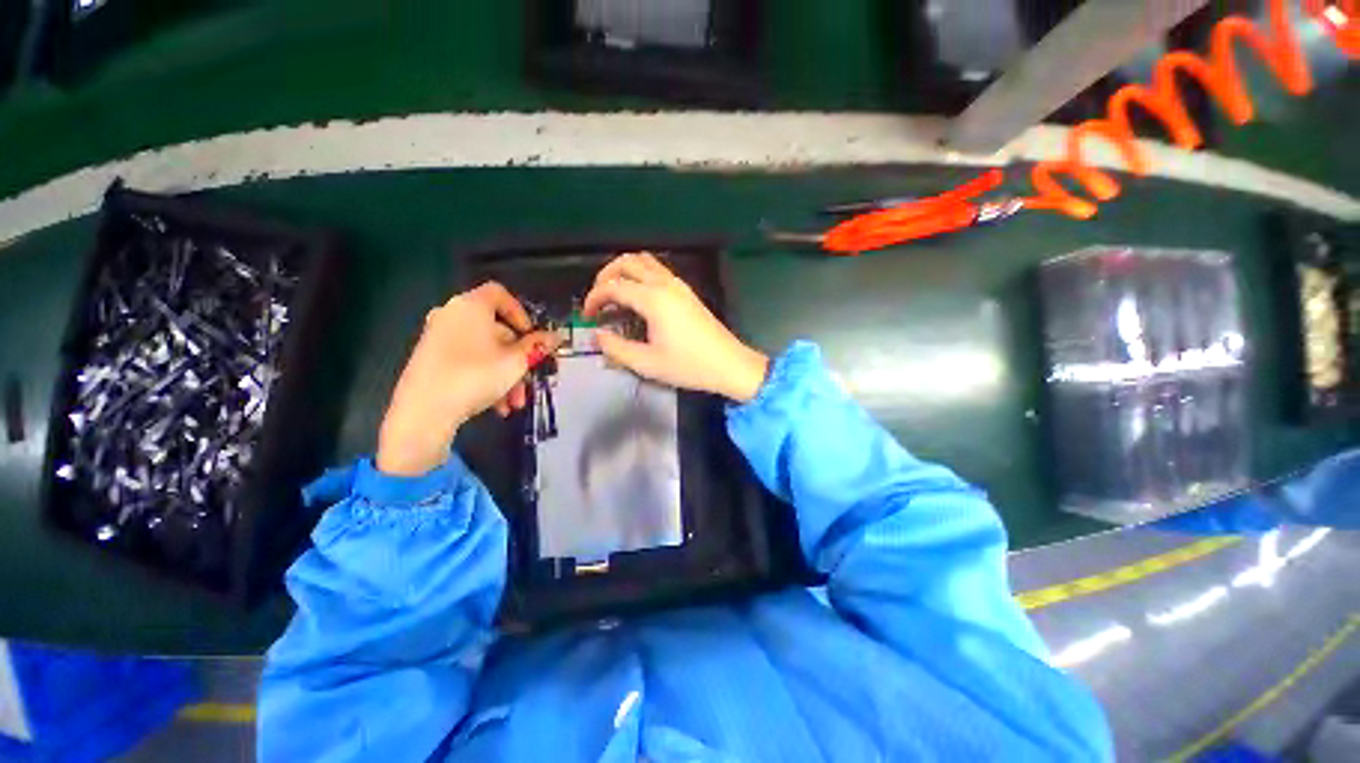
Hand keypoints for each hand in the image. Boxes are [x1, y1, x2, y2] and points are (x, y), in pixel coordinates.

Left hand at [378, 282, 558, 476]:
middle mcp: (451, 315)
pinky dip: (485, 377)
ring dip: (505, 374)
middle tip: (530, 379)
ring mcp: (437, 337)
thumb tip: (555, 337)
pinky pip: (468, 361)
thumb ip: (537, 347)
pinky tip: (497, 406)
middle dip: (517, 357)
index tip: (532, 337)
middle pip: (495, 329)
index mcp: (471, 306)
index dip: (521, 313)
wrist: (423, 411)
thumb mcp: (516, 362)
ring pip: (484, 350)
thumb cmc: (476, 376)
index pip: (500, 294)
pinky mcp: (430, 359)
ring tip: (514, 403)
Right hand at [582, 252, 767, 401]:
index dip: (593, 298)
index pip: (613, 286)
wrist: (729, 364)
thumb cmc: (689, 366)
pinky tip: (638, 298)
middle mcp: (665, 284)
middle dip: (605, 275)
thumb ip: (616, 349)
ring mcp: (679, 285)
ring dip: (624, 271)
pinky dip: (640, 275)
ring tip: (614, 295)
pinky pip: (657, 270)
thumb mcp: (647, 363)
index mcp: (653, 299)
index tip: (586, 316)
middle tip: (598, 299)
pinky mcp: (687, 291)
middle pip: (627, 262)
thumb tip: (597, 336)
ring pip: (644, 261)